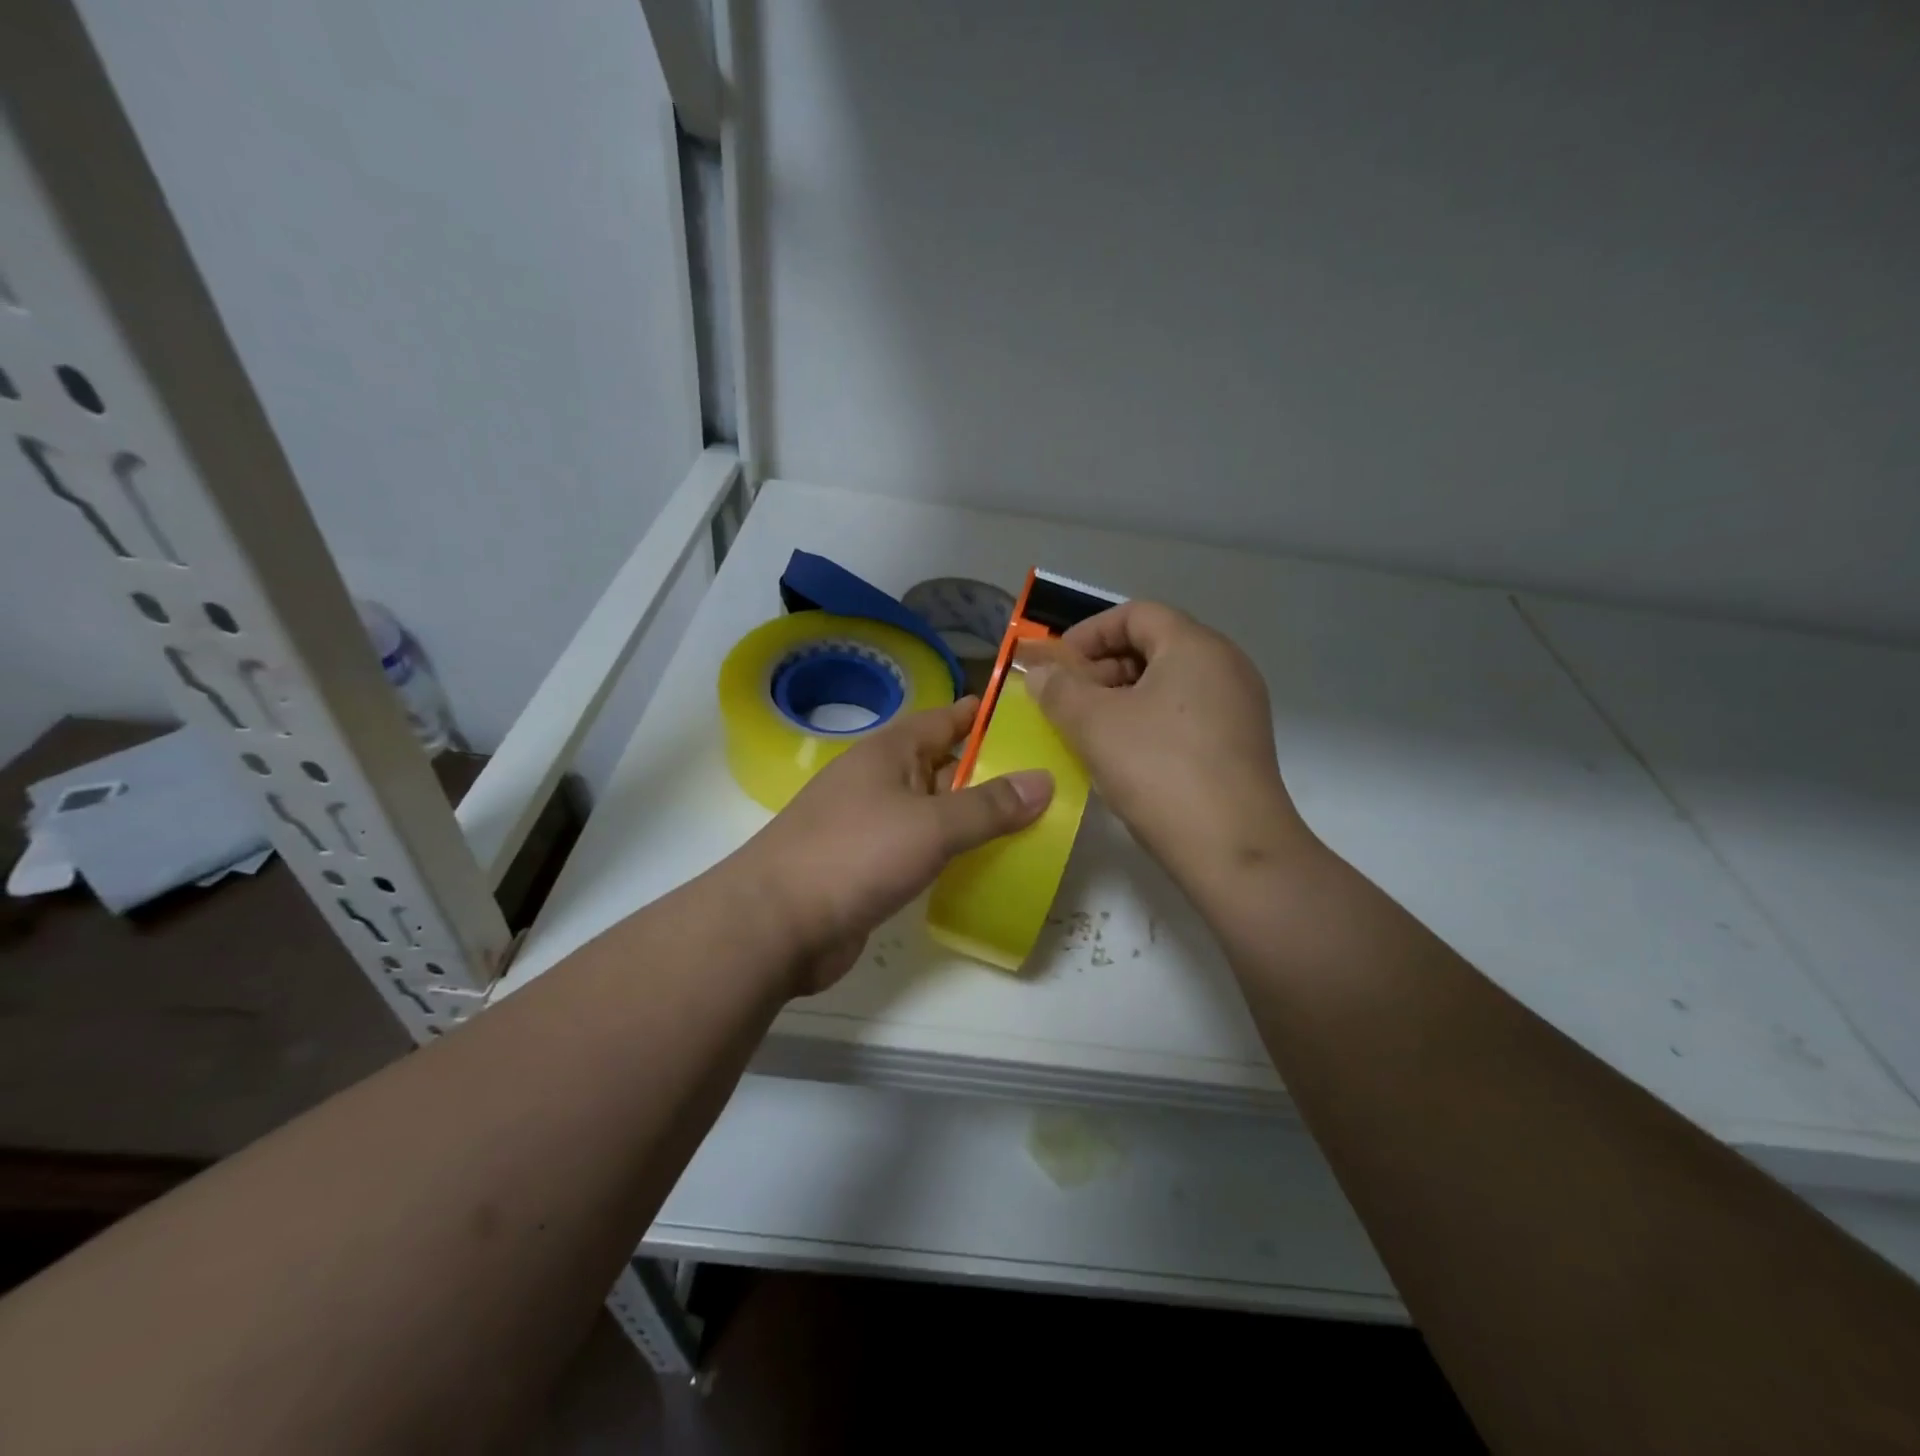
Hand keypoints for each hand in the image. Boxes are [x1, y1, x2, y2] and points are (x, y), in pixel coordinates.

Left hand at [731, 697, 1053, 995]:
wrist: (776, 924)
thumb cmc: (854, 854)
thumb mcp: (931, 825)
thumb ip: (989, 806)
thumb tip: (1045, 780)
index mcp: (889, 752)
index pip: (946, 719)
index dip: (985, 716)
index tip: (1032, 719)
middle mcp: (879, 781)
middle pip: (944, 766)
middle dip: (991, 772)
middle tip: (1048, 781)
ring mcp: (870, 825)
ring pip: (934, 811)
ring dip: (973, 817)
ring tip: (1031, 824)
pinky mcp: (868, 867)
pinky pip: (921, 849)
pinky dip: (951, 853)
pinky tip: (984, 866)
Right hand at [1021, 601, 1308, 880]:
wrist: (1233, 850)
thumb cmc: (1159, 771)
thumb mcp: (1094, 724)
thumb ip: (1059, 688)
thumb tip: (1040, 670)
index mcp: (1195, 646)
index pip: (1135, 613)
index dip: (1088, 633)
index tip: (1057, 665)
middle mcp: (1225, 665)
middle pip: (1153, 645)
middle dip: (1102, 668)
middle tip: (1067, 700)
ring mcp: (1239, 706)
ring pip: (1168, 683)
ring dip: (1121, 698)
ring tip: (1088, 730)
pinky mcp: (1240, 744)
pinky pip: (1185, 714)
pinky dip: (1148, 721)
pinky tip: (1124, 756)